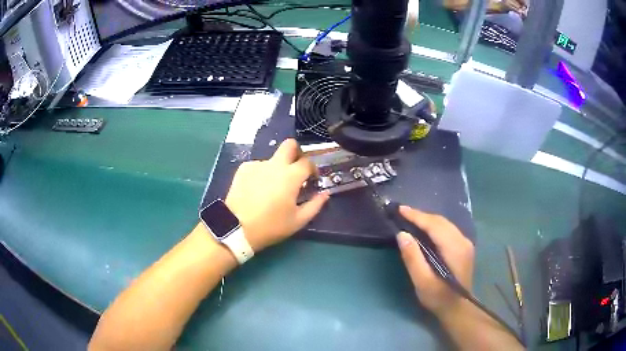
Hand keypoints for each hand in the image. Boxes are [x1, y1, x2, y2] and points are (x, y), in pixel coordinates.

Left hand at [225, 139, 329, 251]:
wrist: (236, 227)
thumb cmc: (271, 226)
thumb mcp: (298, 221)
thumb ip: (315, 205)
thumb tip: (325, 194)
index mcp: (291, 176)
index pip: (308, 162)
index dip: (313, 169)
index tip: (311, 179)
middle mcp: (275, 164)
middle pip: (289, 145)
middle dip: (296, 152)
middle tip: (295, 169)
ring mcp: (257, 164)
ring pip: (272, 158)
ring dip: (277, 168)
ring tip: (271, 188)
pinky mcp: (243, 168)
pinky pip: (258, 166)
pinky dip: (262, 174)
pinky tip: (257, 189)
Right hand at [396, 206, 474, 317]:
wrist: (458, 308)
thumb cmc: (438, 297)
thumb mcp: (422, 281)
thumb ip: (413, 258)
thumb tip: (402, 234)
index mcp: (454, 248)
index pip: (434, 225)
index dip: (417, 216)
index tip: (400, 209)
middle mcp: (463, 241)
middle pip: (441, 221)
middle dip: (421, 215)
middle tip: (402, 213)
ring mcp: (465, 243)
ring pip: (445, 224)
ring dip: (427, 220)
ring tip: (410, 218)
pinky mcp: (463, 247)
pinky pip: (447, 229)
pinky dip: (434, 226)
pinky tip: (424, 229)